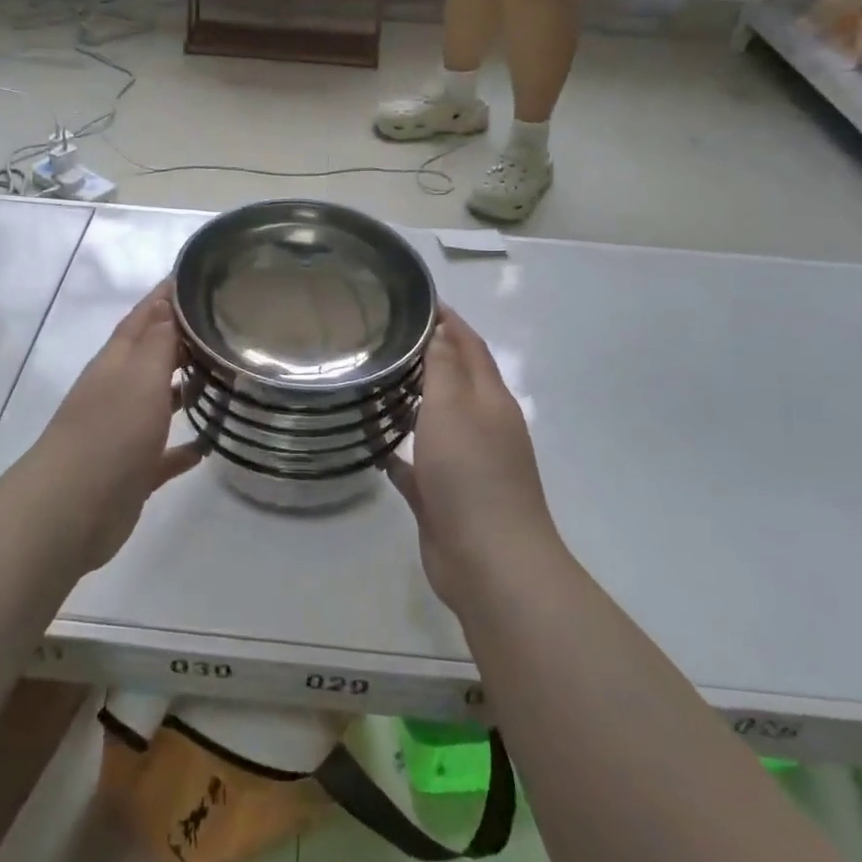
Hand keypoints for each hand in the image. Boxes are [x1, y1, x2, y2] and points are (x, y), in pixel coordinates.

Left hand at [27, 284, 202, 566]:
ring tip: (223, 380)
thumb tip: (170, 302)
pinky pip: (163, 454)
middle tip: (223, 327)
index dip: (165, 296)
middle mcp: (118, 391)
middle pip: (151, 356)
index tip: (194, 277)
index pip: (144, 316)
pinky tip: (208, 446)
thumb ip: (159, 340)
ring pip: (158, 403)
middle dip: (181, 339)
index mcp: (117, 362)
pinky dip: (183, 448)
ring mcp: (122, 432)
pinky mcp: (132, 472)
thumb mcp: (141, 375)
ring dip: (184, 390)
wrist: (71, 509)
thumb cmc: (111, 431)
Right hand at [387, 306, 560, 609]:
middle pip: (454, 382)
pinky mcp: (444, 497)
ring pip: (435, 422)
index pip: (471, 347)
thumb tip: (442, 330)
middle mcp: (481, 427)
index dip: (450, 322)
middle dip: (428, 357)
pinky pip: (416, 465)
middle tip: (385, 338)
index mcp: (490, 400)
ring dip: (412, 402)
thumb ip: (445, 367)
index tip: (421, 301)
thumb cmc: (471, 472)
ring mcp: (464, 464)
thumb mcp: (454, 407)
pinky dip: (399, 451)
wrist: (489, 560)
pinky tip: (371, 444)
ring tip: (374, 384)